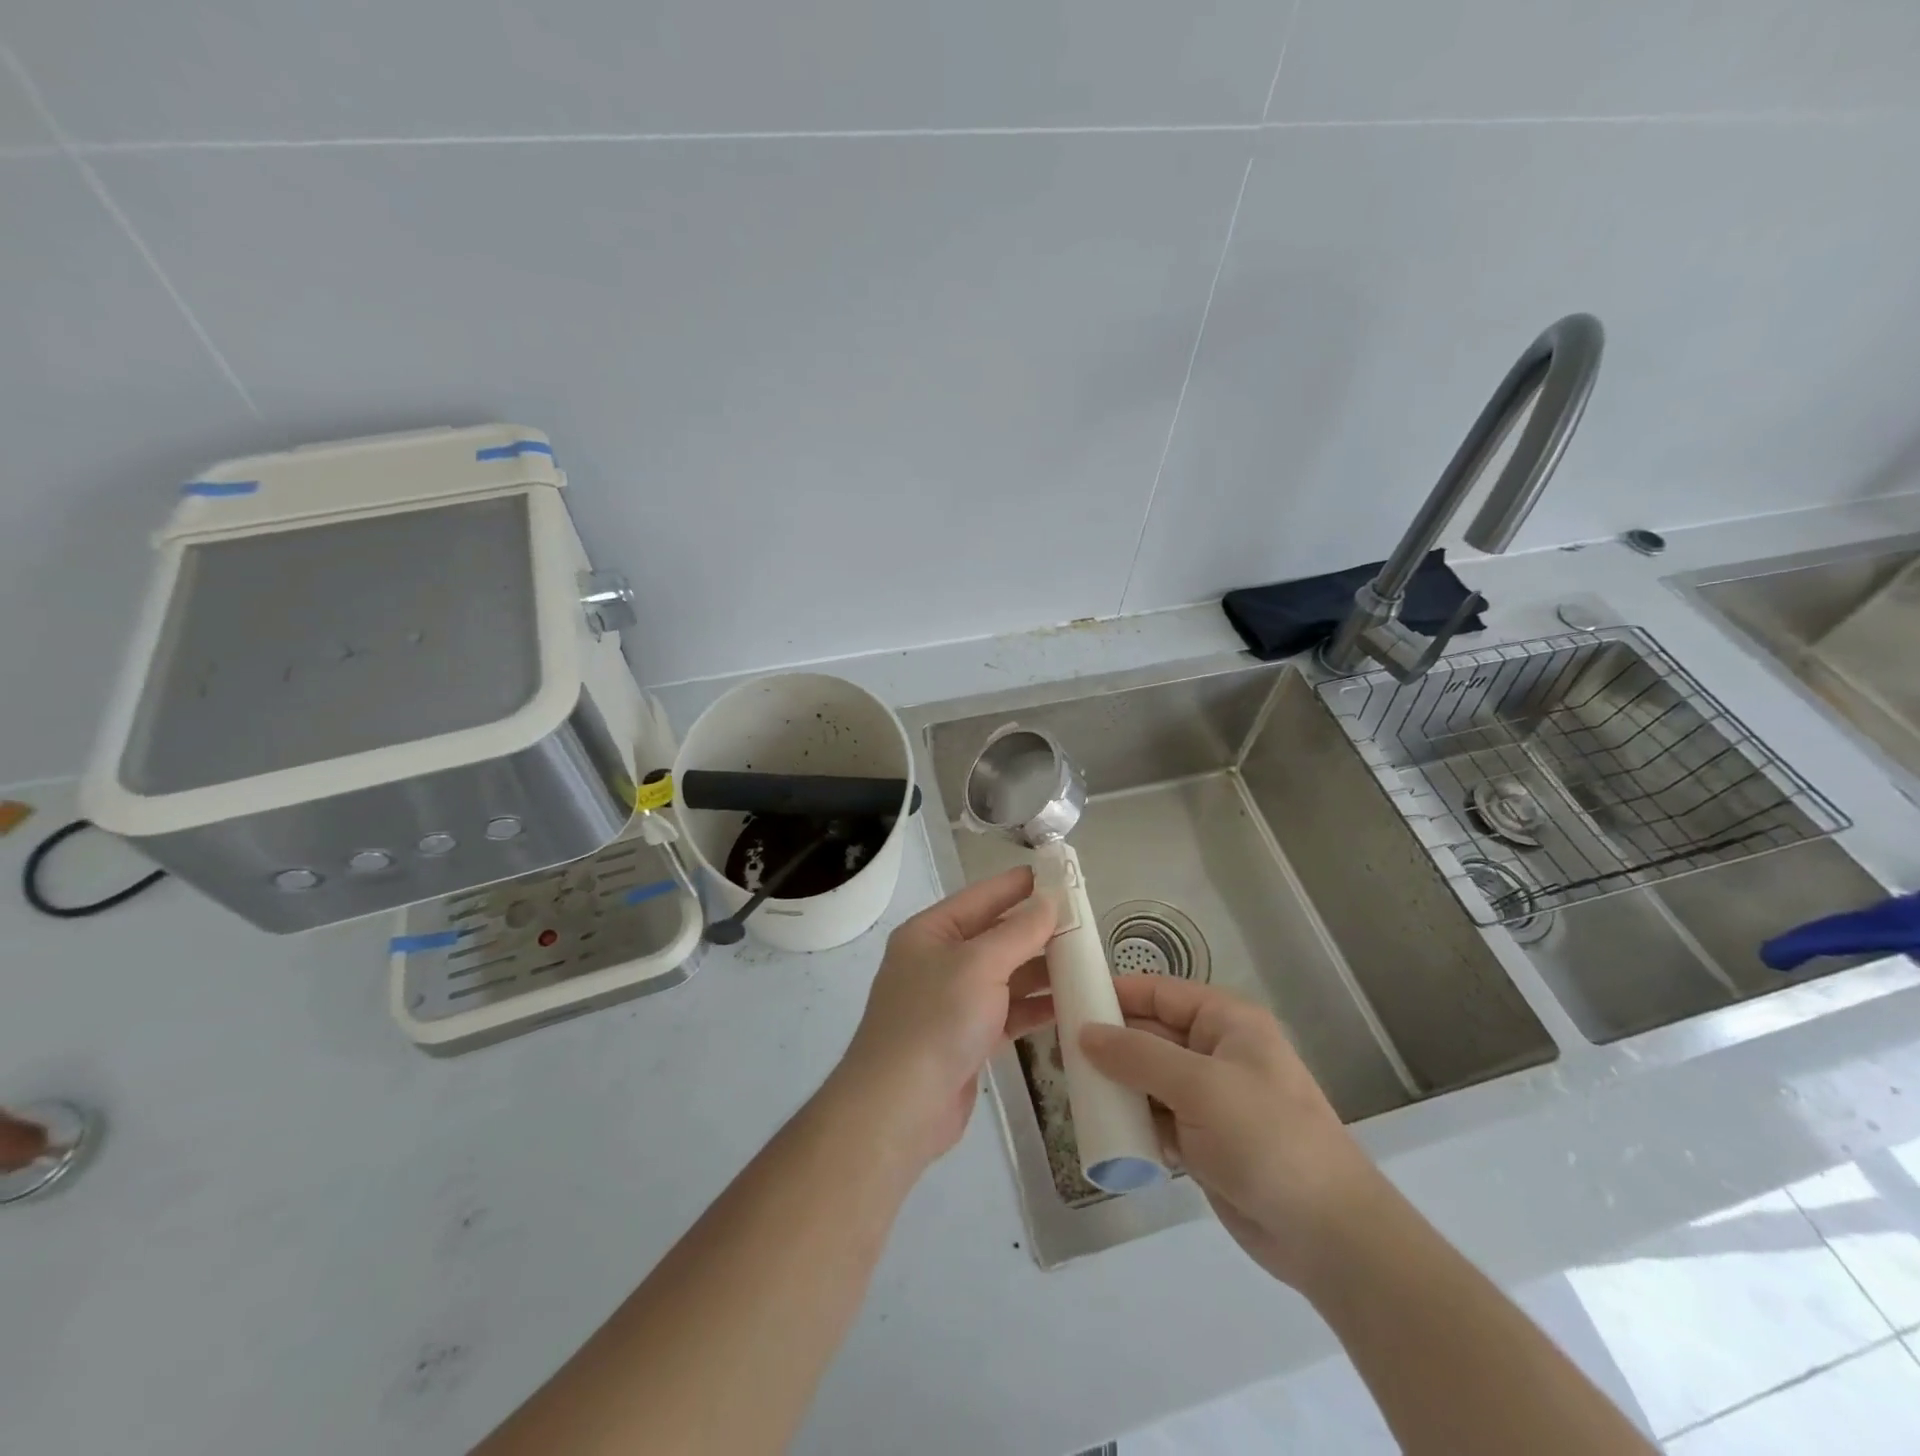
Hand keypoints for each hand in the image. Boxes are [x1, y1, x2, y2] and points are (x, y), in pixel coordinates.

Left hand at [834, 867, 1056, 1168]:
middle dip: (1037, 930)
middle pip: (996, 936)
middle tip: (1086, 922)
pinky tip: (1070, 1004)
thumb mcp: (979, 965)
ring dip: (1042, 970)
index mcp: (931, 932)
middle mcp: (940, 961)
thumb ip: (1019, 932)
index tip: (1060, 875)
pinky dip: (1035, 1007)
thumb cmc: (936, 1020)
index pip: (982, 897)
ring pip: (1006, 976)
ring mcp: (953, 1001)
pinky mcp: (968, 1038)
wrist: (900, 1108)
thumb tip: (1049, 901)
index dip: (1019, 885)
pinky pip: (1008, 1011)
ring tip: (1087, 961)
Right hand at [1080, 976, 1383, 1288]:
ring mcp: (1210, 1099)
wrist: (1327, 1234)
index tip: (1068, 1000)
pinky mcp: (1204, 1141)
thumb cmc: (1266, 1137)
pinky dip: (1131, 1120)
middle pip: (1151, 1034)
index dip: (1116, 993)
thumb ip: (1137, 1056)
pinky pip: (1156, 1117)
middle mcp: (1216, 1052)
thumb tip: (1084, 1032)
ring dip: (1116, 1083)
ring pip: (1149, 1078)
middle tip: (1058, 1051)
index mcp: (1226, 1022)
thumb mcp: (1199, 1086)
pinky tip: (1100, 1126)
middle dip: (1109, 1042)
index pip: (1160, 992)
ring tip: (1070, 1088)